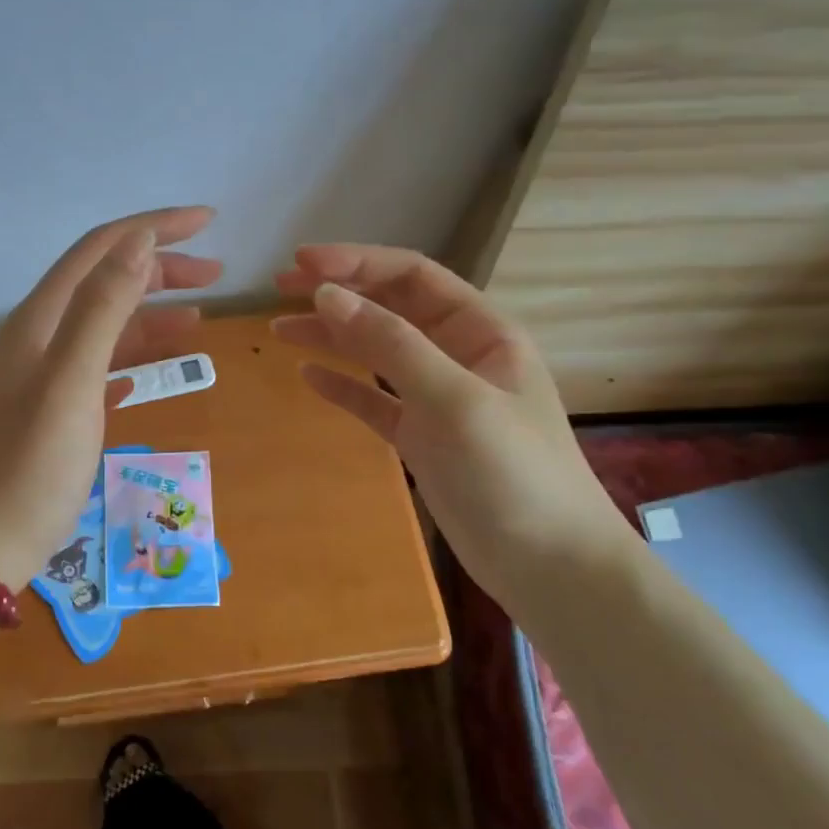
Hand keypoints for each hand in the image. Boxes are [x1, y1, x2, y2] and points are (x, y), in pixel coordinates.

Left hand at [0, 208, 222, 590]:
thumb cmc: (30, 466)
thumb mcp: (71, 381)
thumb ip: (102, 308)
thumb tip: (139, 241)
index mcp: (41, 320)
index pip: (101, 249)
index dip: (153, 228)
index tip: (209, 222)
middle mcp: (40, 337)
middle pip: (104, 282)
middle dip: (160, 269)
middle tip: (218, 276)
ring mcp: (44, 376)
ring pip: (105, 326)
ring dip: (151, 314)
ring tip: (200, 318)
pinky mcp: (53, 411)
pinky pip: (100, 366)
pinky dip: (132, 356)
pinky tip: (154, 370)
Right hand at [271, 244, 633, 597]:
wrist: (549, 566)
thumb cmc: (513, 472)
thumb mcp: (452, 398)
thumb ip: (390, 343)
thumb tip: (326, 294)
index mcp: (481, 331)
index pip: (412, 277)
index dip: (357, 263)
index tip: (301, 263)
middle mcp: (457, 355)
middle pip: (389, 308)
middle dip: (337, 292)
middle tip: (279, 288)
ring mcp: (437, 398)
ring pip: (375, 352)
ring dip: (330, 336)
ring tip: (278, 329)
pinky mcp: (421, 438)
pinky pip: (373, 399)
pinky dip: (342, 385)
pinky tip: (308, 376)